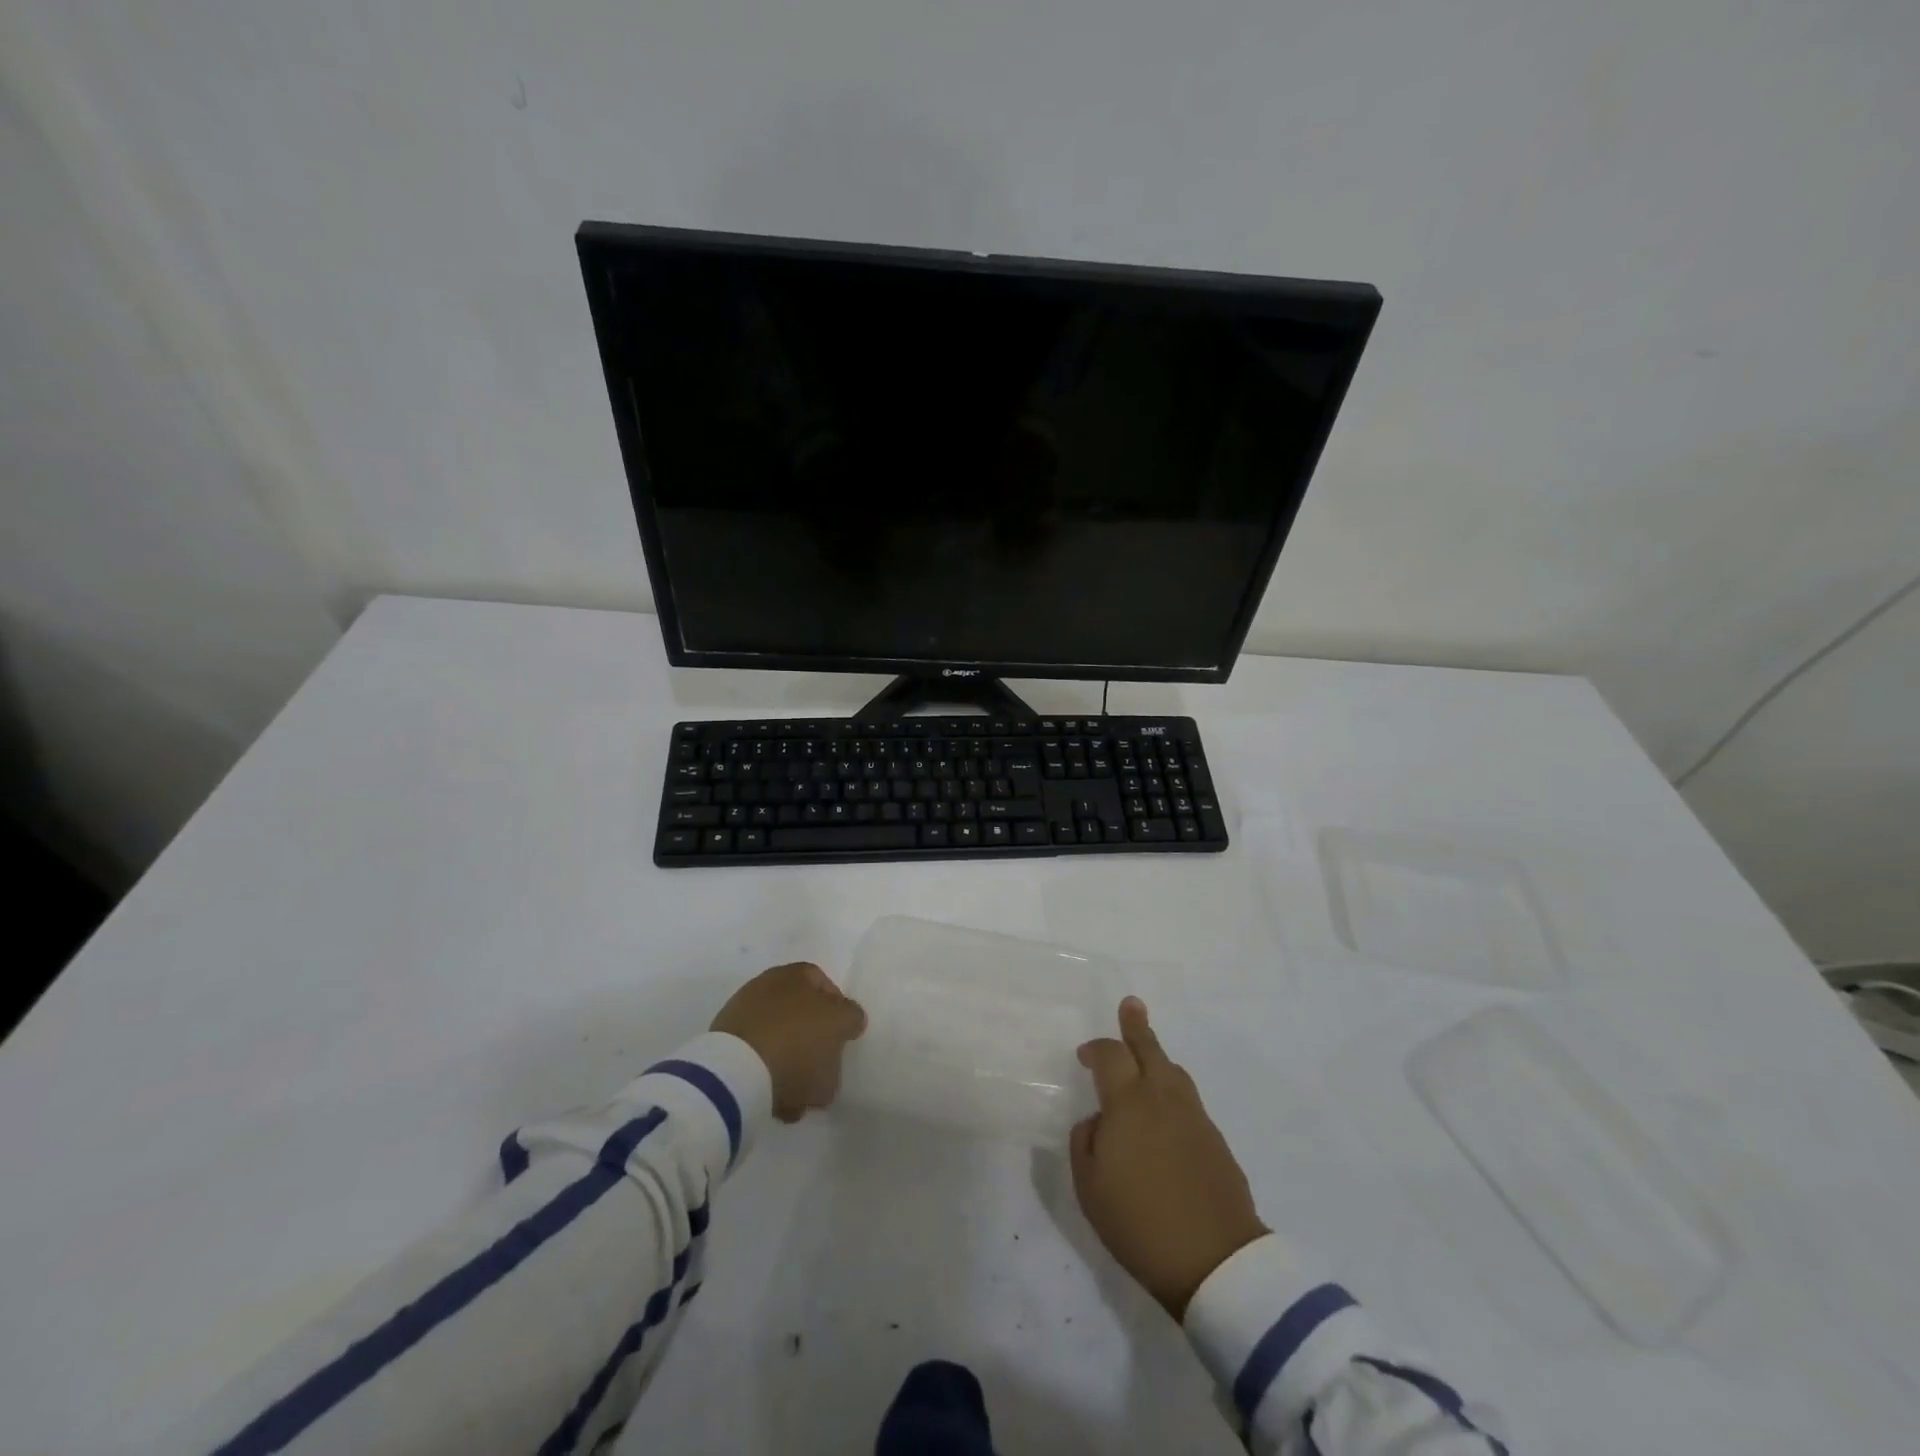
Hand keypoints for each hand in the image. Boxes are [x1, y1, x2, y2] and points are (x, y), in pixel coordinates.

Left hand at [711, 962, 866, 1121]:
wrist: (737, 1072)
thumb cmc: (799, 1040)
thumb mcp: (841, 1026)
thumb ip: (850, 1019)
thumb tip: (847, 1021)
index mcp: (795, 975)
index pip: (824, 986)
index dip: (838, 1012)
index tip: (844, 1038)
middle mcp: (765, 987)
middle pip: (800, 1015)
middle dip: (813, 1043)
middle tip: (823, 1070)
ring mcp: (741, 1018)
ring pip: (778, 1042)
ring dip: (790, 1066)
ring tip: (800, 1098)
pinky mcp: (724, 1050)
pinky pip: (757, 1063)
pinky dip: (768, 1078)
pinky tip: (778, 1102)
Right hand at [1070, 997, 1267, 1318]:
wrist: (1216, 1261)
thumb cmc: (1139, 1222)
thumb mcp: (1090, 1186)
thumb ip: (1085, 1142)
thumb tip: (1098, 1121)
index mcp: (1128, 1102)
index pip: (1111, 1055)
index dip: (1096, 1049)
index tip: (1085, 1055)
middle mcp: (1163, 1097)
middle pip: (1150, 1049)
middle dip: (1137, 1027)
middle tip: (1132, 1005)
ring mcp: (1195, 1117)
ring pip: (1174, 1072)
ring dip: (1158, 1059)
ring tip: (1147, 1058)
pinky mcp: (1216, 1140)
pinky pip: (1188, 1100)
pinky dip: (1172, 1092)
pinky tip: (1167, 1112)